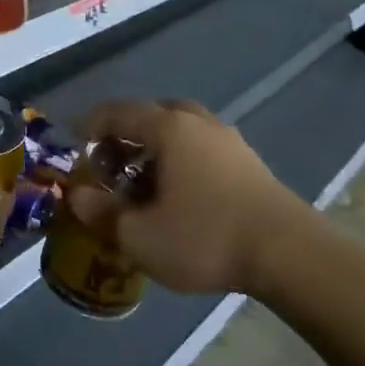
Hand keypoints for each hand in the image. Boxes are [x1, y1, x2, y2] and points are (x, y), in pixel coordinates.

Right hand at [67, 99, 298, 293]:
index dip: (90, 127)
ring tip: (143, 185)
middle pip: (149, 115)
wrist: (288, 252)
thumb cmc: (205, 237)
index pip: (116, 112)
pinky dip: (179, 160)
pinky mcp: (247, 160)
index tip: (76, 151)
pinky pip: (200, 146)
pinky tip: (179, 196)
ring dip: (153, 149)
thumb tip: (76, 197)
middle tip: (110, 168)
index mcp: (167, 128)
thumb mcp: (140, 236)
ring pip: (178, 130)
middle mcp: (196, 122)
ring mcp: (226, 138)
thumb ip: (102, 213)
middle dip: (124, 138)